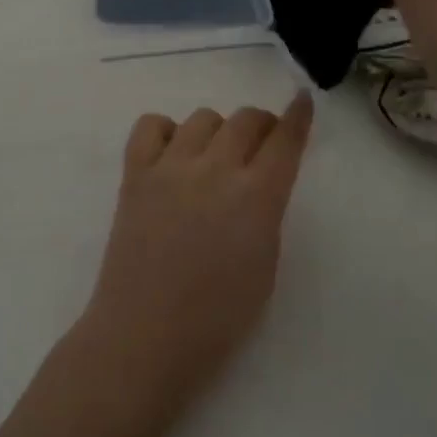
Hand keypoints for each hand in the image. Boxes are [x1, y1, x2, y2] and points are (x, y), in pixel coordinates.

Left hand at [78, 92, 315, 418]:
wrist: (145, 335)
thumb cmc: (217, 318)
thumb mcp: (265, 266)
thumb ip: (266, 213)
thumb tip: (260, 182)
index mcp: (256, 197)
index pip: (285, 140)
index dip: (297, 116)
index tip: (302, 100)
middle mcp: (215, 169)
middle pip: (245, 119)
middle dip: (261, 125)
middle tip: (260, 145)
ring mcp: (170, 167)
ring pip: (202, 117)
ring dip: (217, 131)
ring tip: (213, 158)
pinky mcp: (135, 173)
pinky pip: (151, 125)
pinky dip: (166, 131)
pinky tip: (172, 156)